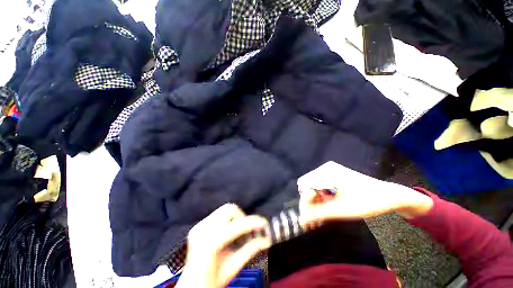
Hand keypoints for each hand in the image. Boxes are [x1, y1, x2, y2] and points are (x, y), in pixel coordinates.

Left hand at [176, 204, 270, 287]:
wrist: (190, 286)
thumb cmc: (209, 282)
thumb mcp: (232, 269)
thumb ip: (249, 251)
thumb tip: (265, 240)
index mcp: (208, 244)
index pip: (236, 225)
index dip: (252, 223)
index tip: (263, 224)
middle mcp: (202, 231)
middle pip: (230, 210)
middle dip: (243, 218)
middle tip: (249, 232)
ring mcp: (199, 226)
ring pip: (225, 209)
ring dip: (236, 218)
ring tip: (240, 233)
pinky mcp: (199, 225)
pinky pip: (219, 214)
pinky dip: (229, 220)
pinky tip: (230, 233)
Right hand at [298, 161, 433, 224]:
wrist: (389, 195)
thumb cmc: (369, 202)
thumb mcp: (343, 210)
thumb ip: (320, 213)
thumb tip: (301, 219)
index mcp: (327, 172)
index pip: (305, 185)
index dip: (305, 201)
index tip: (309, 218)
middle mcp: (325, 169)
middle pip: (308, 186)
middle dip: (309, 203)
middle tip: (315, 221)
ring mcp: (329, 171)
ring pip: (313, 187)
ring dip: (315, 202)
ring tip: (321, 217)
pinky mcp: (332, 176)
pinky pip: (320, 187)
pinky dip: (320, 198)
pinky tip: (326, 208)